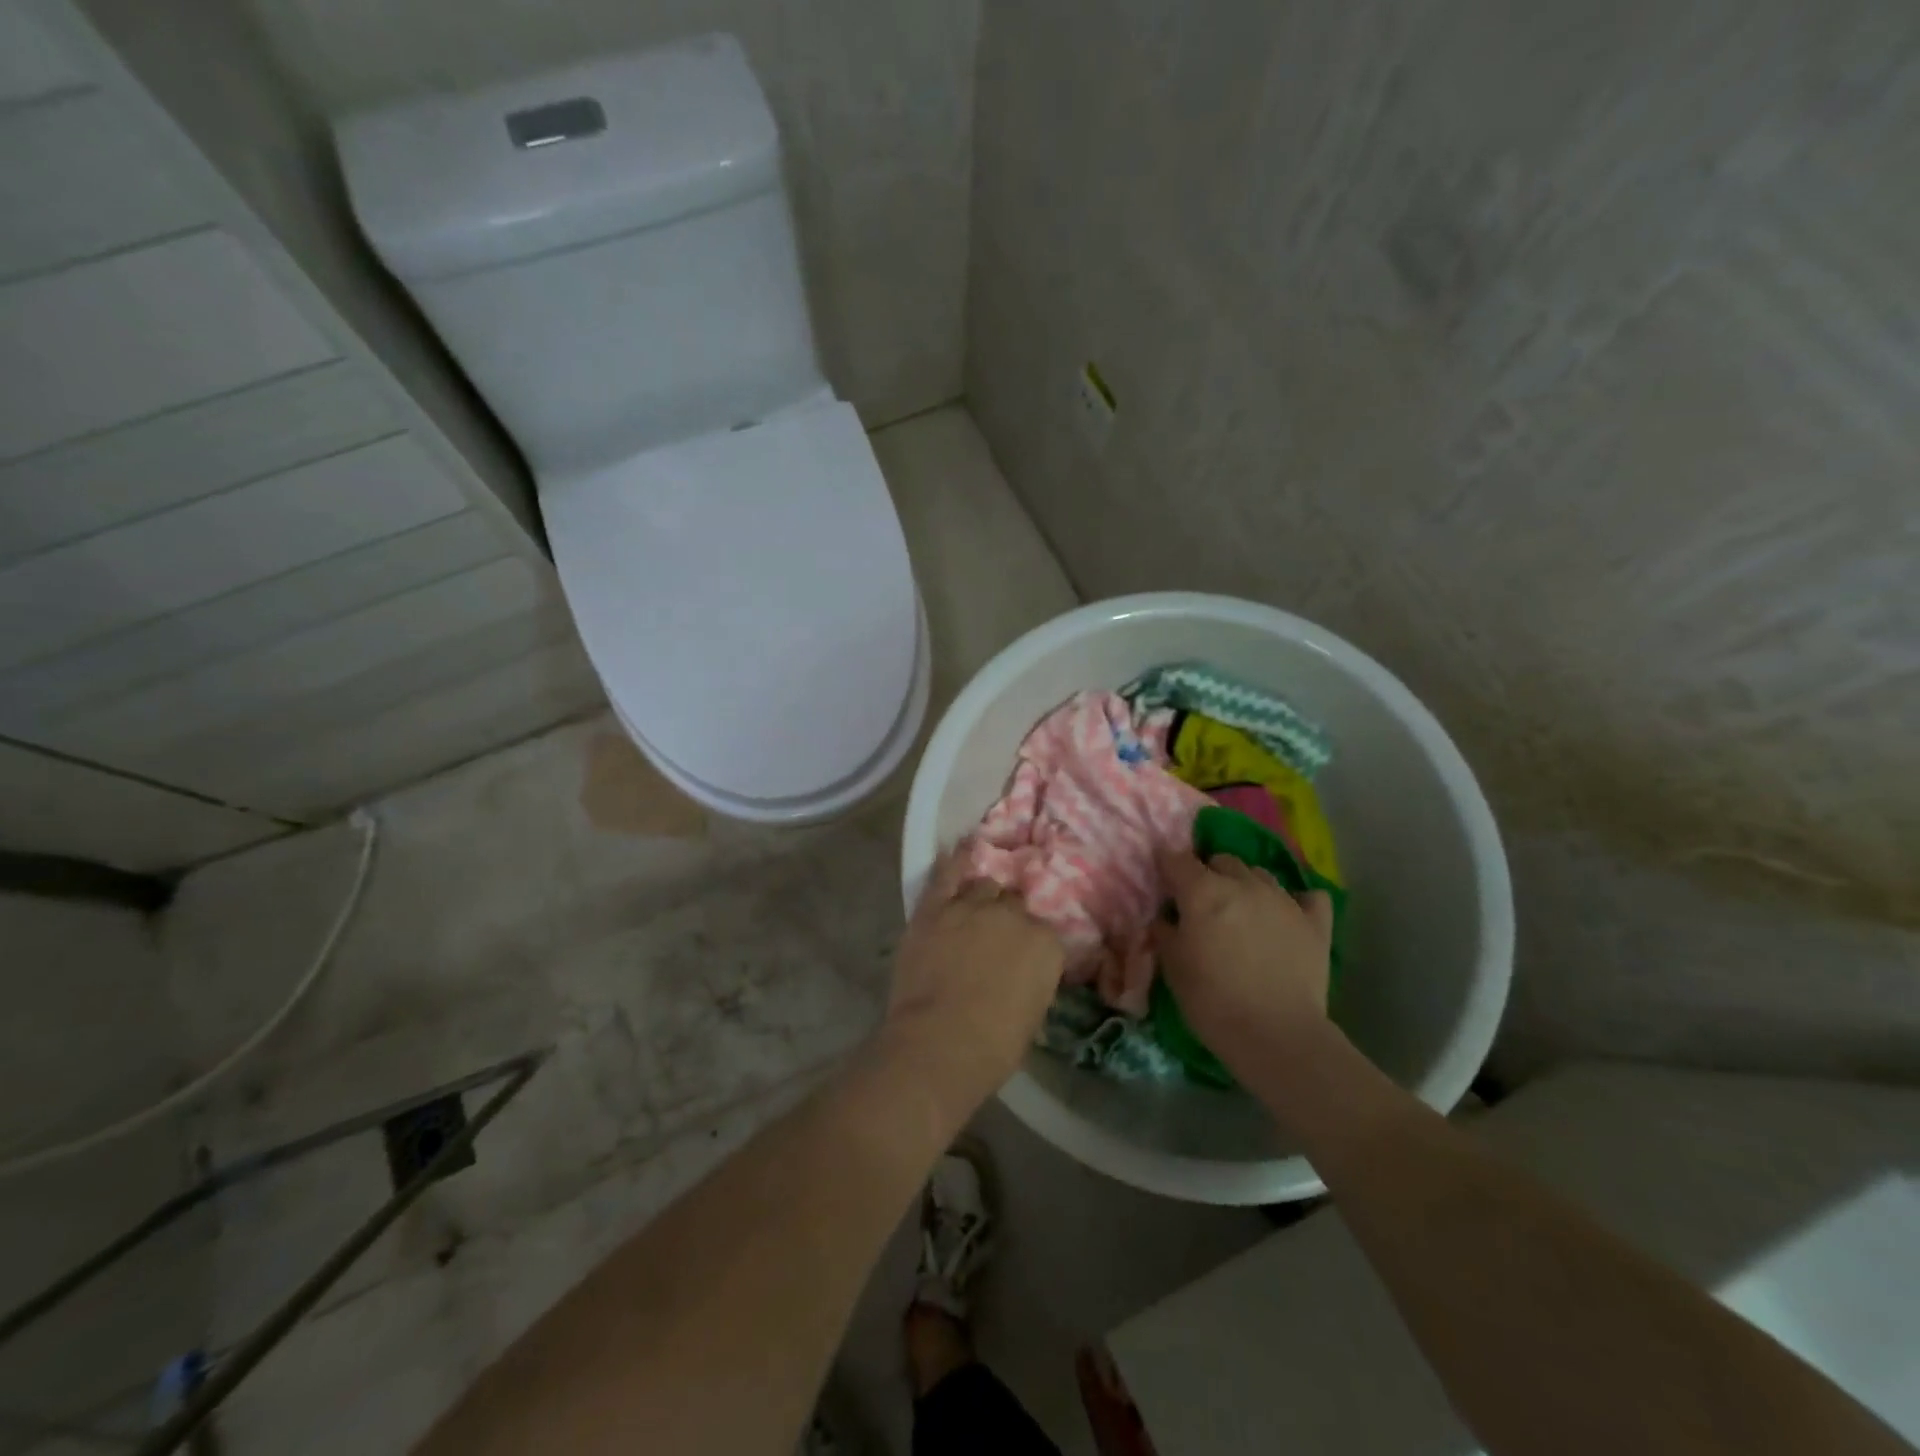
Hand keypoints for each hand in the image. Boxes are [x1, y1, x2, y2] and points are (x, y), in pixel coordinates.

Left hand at [885, 858, 1064, 1103]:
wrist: (939, 1044)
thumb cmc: (993, 1046)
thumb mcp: (1032, 1015)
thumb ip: (1032, 981)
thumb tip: (1022, 973)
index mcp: (1046, 945)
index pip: (1043, 934)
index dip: (1029, 947)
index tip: (1020, 961)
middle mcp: (1013, 916)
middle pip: (1014, 905)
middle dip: (1007, 920)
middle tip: (994, 941)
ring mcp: (972, 907)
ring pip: (984, 887)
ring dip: (982, 899)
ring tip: (973, 913)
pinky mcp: (935, 908)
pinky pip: (947, 874)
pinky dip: (954, 861)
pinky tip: (960, 848)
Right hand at [1152, 848, 1334, 1076]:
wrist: (1277, 1036)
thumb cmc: (1213, 1001)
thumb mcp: (1172, 967)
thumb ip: (1165, 931)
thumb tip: (1165, 916)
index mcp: (1203, 891)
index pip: (1178, 859)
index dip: (1167, 866)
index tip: (1163, 880)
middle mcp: (1244, 884)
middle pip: (1222, 860)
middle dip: (1208, 873)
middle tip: (1202, 903)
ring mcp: (1284, 900)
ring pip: (1260, 874)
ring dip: (1246, 885)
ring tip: (1242, 912)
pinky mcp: (1315, 923)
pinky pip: (1309, 897)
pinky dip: (1297, 901)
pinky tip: (1289, 917)